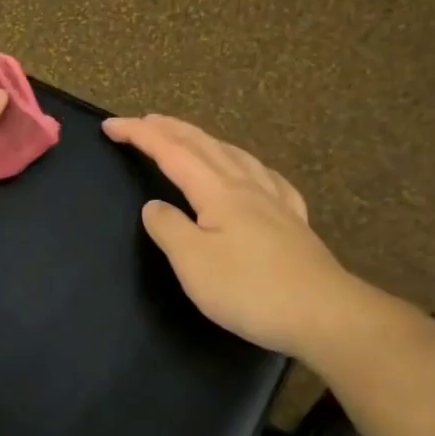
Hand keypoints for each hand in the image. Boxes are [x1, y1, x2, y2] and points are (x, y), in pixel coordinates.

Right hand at [102, 114, 365, 357]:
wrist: (325, 315)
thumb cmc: (250, 289)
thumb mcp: (193, 262)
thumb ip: (168, 228)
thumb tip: (155, 206)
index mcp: (218, 192)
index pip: (171, 152)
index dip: (140, 135)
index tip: (110, 125)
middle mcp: (247, 187)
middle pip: (204, 145)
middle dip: (169, 128)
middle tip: (143, 120)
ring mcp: (275, 202)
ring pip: (235, 155)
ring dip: (205, 140)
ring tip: (189, 136)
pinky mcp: (293, 222)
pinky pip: (265, 177)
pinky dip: (245, 164)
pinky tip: (252, 172)